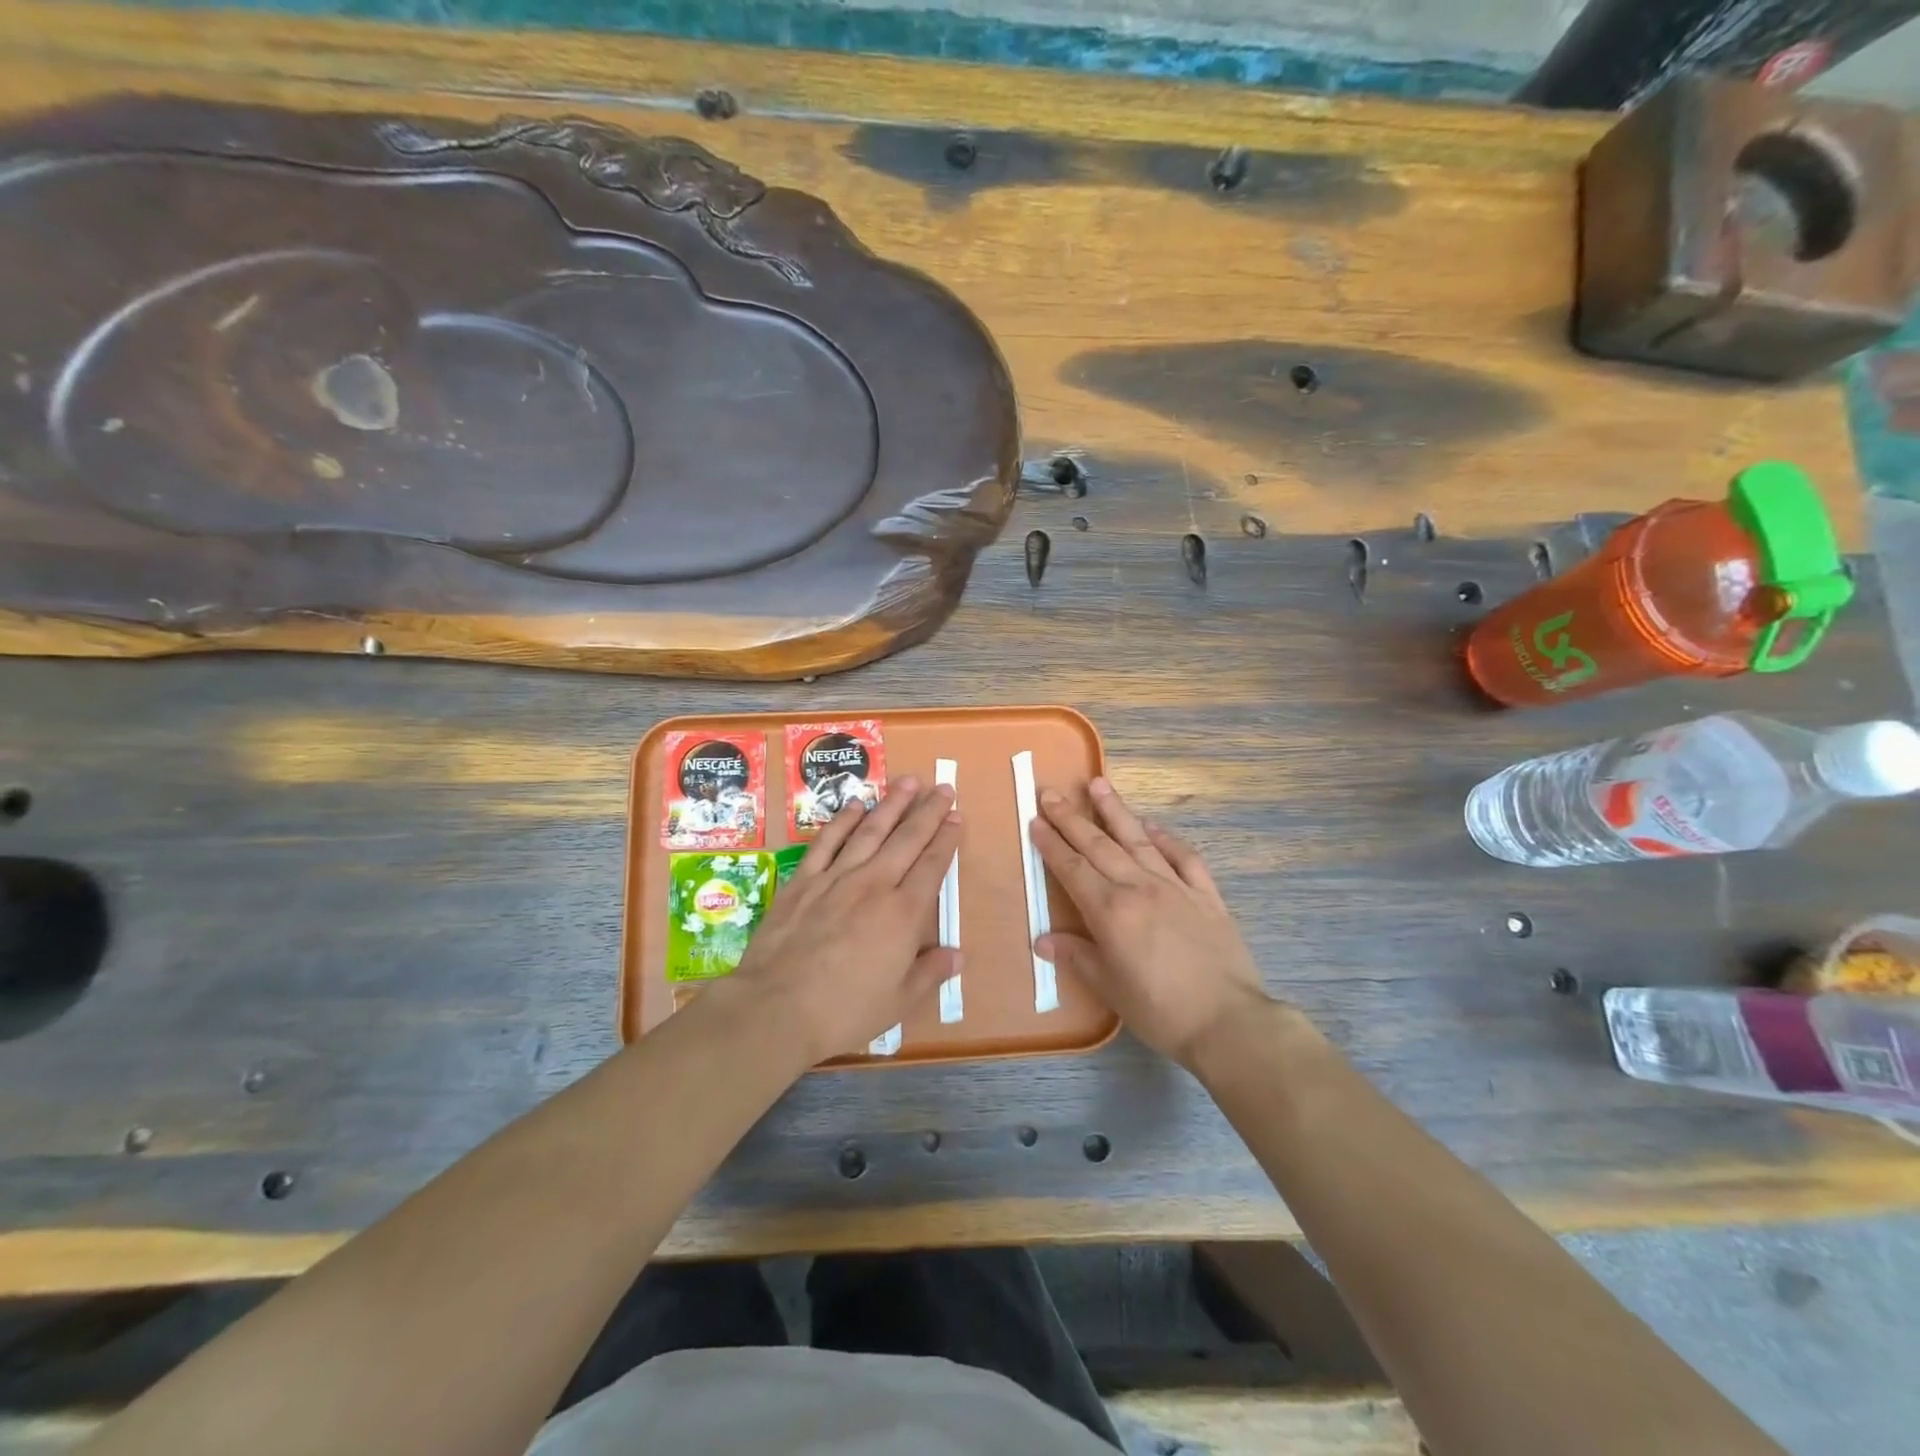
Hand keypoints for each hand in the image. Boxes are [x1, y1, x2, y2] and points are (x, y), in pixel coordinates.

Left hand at [726, 777, 960, 1065]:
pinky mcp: (803, 881)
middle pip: (907, 839)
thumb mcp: (898, 1002)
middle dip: (928, 812)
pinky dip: (842, 821)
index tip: (957, 817)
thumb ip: (930, 973)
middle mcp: (874, 885)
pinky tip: (855, 805)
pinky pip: (827, 842)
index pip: (932, 866)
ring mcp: (836, 878)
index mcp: (903, 914)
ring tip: (907, 782)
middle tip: (943, 787)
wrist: (776, 1008)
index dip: (947, 839)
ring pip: (870, 831)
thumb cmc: (844, 1011)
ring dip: (891, 804)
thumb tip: (958, 955)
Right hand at [1031, 777, 1270, 1068]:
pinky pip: (1183, 857)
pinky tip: (1152, 825)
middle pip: (1099, 845)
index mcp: (1111, 911)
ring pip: (1138, 839)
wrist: (1229, 1022)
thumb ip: (1077, 957)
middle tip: (1051, 793)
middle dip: (1071, 818)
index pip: (1072, 869)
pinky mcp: (1206, 895)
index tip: (1035, 821)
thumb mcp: (1110, 989)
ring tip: (1098, 784)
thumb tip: (1042, 939)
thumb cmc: (1161, 1011)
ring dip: (1115, 811)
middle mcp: (1140, 888)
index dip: (1051, 844)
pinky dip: (1166, 838)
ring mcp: (1176, 887)